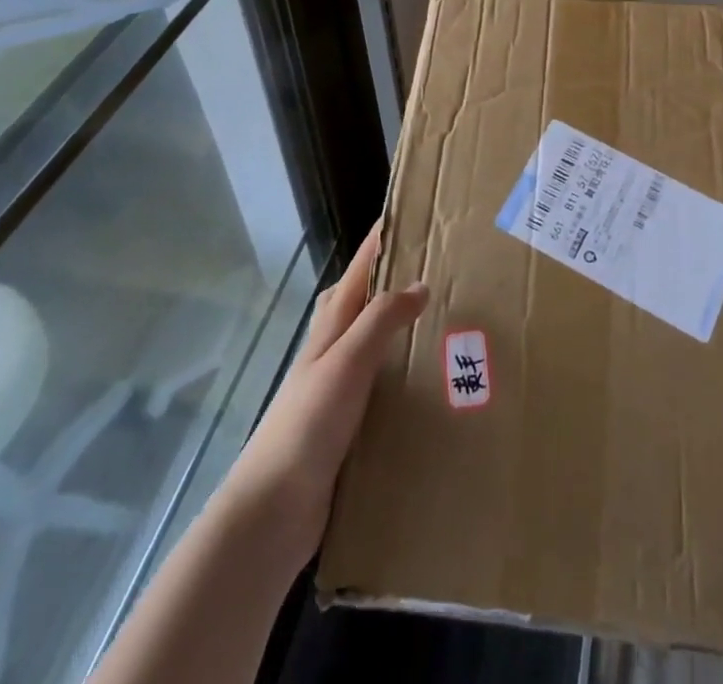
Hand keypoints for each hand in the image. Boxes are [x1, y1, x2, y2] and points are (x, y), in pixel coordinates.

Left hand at [221, 227, 427, 566]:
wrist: (274, 510)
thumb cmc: (309, 424)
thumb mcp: (347, 361)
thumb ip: (381, 319)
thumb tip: (420, 284)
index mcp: (332, 324)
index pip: (362, 266)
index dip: (383, 238)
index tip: (414, 212)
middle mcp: (335, 347)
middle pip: (366, 298)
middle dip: (397, 277)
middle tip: (442, 266)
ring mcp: (341, 385)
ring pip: (377, 341)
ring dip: (405, 326)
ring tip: (449, 320)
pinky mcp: (350, 422)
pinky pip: (384, 383)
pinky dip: (406, 372)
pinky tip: (432, 385)